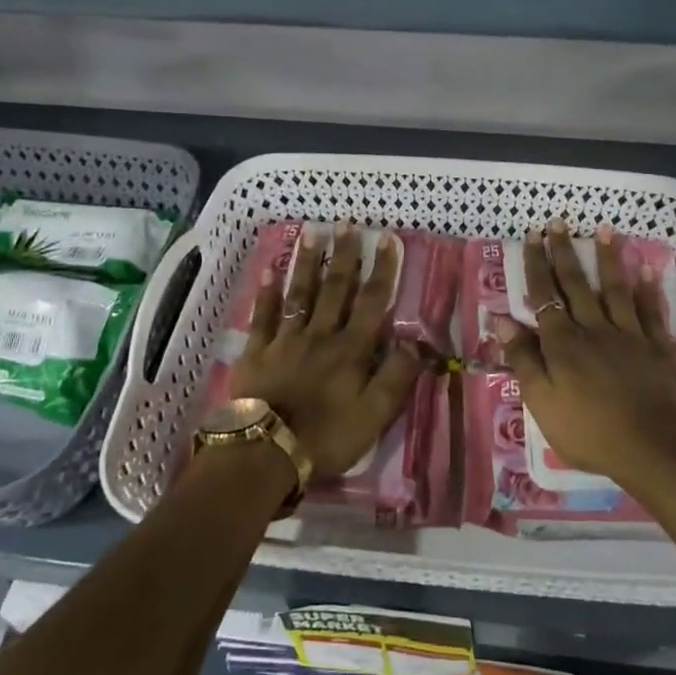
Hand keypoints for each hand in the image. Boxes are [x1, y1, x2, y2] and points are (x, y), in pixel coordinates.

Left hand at [233, 223, 422, 476]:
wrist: (266, 452)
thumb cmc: (326, 437)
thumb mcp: (374, 416)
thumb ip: (396, 377)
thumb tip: (417, 343)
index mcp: (351, 349)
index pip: (372, 302)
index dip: (382, 269)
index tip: (386, 239)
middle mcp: (321, 334)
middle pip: (335, 288)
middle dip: (344, 254)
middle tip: (346, 222)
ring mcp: (286, 339)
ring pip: (300, 293)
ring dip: (307, 262)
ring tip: (311, 232)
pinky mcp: (257, 351)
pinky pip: (263, 315)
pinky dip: (267, 292)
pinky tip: (269, 269)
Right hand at [494, 222, 675, 494]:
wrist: (654, 449)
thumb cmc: (589, 431)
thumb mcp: (542, 402)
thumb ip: (524, 359)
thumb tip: (502, 320)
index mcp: (562, 342)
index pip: (544, 294)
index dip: (536, 264)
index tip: (532, 235)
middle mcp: (593, 328)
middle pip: (576, 283)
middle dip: (565, 251)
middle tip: (558, 222)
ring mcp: (629, 334)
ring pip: (615, 288)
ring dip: (608, 258)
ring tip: (605, 230)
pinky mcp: (657, 347)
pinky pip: (651, 311)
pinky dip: (648, 289)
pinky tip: (646, 269)